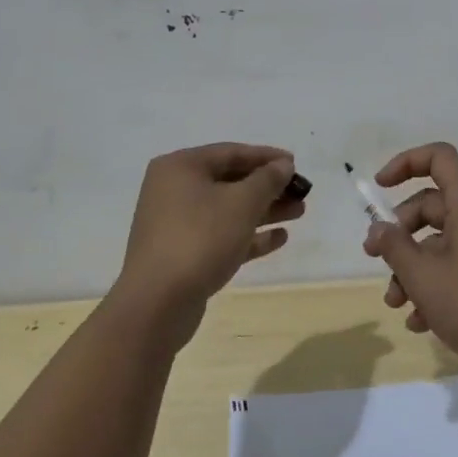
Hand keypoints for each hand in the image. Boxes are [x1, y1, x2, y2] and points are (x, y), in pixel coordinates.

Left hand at [116, 143, 303, 349]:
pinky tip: (279, 238)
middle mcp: (174, 190)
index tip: (296, 164)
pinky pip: (221, 235)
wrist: (157, 304)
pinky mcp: (183, 254)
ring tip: (299, 212)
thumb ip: (268, 179)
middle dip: (268, 187)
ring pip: (228, 209)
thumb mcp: (242, 203)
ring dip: (263, 210)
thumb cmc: (200, 238)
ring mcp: (176, 224)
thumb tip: (283, 165)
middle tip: (301, 192)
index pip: (231, 152)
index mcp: (181, 167)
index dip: (266, 157)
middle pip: (230, 181)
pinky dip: (249, 234)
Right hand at [363, 143, 457, 381]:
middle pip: (430, 206)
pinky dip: (431, 288)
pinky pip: (452, 269)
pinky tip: (418, 322)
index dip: (406, 163)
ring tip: (395, 303)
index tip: (380, 187)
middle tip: (374, 256)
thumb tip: (378, 228)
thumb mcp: (424, 276)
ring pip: (437, 243)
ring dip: (410, 268)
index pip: (439, 158)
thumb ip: (394, 247)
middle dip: (399, 231)